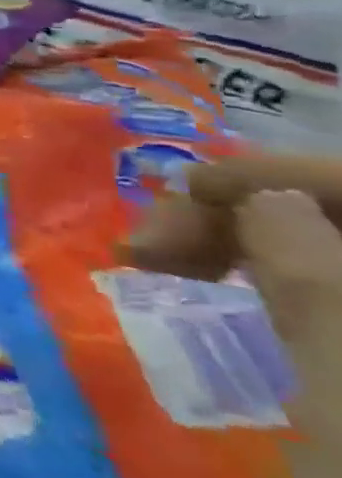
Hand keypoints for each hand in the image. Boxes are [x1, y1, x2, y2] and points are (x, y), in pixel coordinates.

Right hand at [128, 156, 341, 477]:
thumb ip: (326, 301)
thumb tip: (261, 195)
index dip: (290, 176)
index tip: (178, 191)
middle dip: (248, 209)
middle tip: (152, 245)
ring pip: (322, 247)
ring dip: (240, 235)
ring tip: (161, 259)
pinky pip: (309, 288)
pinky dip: (253, 266)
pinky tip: (202, 281)